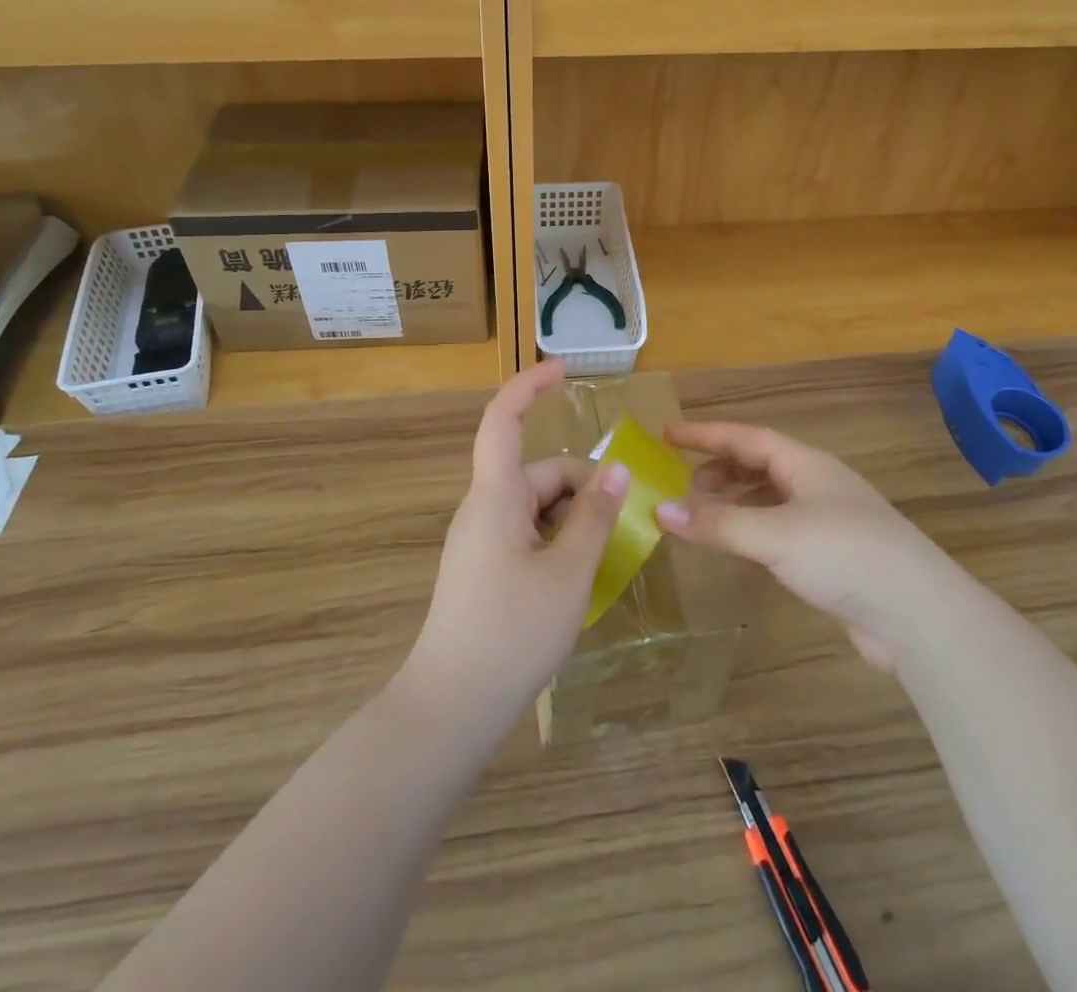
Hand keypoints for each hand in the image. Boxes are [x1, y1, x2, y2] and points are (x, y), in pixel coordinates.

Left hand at [401, 359, 627, 724]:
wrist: (451, 707)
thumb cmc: (511, 632)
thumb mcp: (568, 573)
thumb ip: (595, 517)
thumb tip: (617, 471)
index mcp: (495, 496)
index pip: (504, 420)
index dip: (531, 386)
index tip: (566, 370)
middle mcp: (484, 509)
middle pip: (538, 474)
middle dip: (583, 487)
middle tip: (625, 524)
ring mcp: (481, 540)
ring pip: (537, 507)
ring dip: (574, 519)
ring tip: (607, 558)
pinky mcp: (483, 568)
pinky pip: (527, 534)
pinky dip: (558, 542)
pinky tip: (580, 577)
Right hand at [656, 422, 931, 669]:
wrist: (918, 614)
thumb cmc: (845, 554)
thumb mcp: (775, 534)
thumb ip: (717, 524)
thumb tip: (659, 510)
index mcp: (806, 465)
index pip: (746, 438)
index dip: (706, 434)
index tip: (667, 434)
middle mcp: (815, 485)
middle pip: (758, 466)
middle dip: (718, 471)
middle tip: (682, 487)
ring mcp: (826, 522)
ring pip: (768, 500)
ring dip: (733, 504)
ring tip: (701, 518)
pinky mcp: (830, 557)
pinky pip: (778, 531)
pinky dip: (750, 533)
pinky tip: (737, 549)